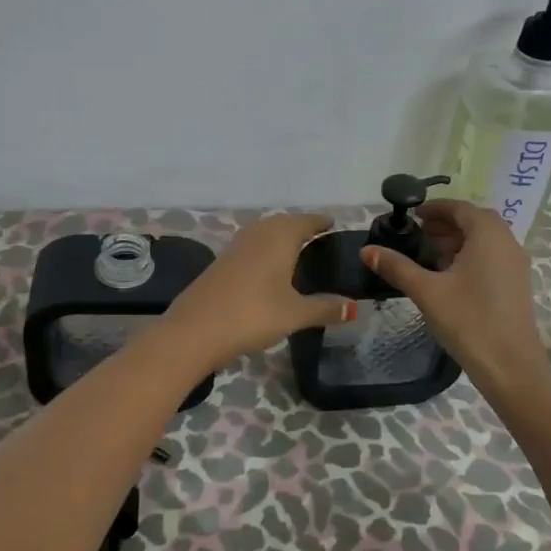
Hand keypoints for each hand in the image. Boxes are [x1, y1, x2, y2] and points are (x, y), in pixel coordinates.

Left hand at [160, 213, 350, 370]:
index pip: (306, 221)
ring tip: (296, 253)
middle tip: (318, 240)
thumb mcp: (295, 314)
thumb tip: (355, 307)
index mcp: (280, 237)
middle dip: (300, 228)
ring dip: (280, 238)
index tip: (333, 224)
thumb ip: (325, 308)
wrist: (195, 329)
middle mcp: (258, 233)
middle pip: (283, 223)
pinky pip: (251, 247)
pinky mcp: (220, 263)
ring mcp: (236, 247)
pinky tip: (268, 270)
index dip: (321, 222)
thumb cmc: (253, 314)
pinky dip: (264, 251)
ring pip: (264, 233)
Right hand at [359, 199, 550, 401]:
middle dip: (446, 223)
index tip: (412, 215)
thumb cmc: (469, 321)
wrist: (511, 367)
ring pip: (485, 240)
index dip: (435, 208)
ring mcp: (516, 264)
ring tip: (430, 255)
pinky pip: (493, 256)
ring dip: (458, 240)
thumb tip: (366, 250)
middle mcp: (507, 242)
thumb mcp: (427, 291)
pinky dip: (471, 255)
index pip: (460, 207)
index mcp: (488, 235)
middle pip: (474, 221)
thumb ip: (397, 267)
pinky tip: (450, 277)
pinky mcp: (517, 284)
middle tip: (419, 234)